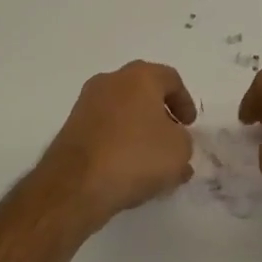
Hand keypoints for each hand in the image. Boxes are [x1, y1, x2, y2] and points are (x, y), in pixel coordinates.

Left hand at [39, 61, 195, 230]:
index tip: (189, 125)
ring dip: (138, 129)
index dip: (184, 101)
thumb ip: (183, 142)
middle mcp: (111, 81)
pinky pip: (105, 129)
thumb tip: (172, 142)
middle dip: (160, 113)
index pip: (170, 79)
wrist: (76, 184)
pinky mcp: (71, 127)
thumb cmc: (135, 157)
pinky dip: (118, 142)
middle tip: (172, 136)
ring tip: (150, 161)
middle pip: (143, 91)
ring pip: (122, 110)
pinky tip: (127, 169)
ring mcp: (86, 103)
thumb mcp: (179, 151)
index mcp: (140, 76)